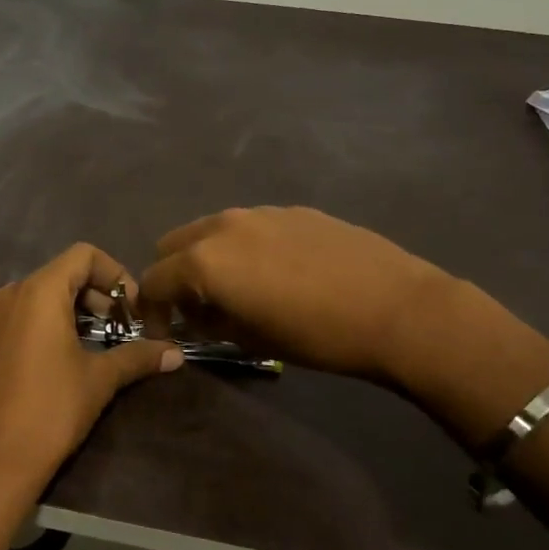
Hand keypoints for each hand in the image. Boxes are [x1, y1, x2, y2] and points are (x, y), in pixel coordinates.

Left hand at [0, 244, 180, 500]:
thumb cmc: (51, 409)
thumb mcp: (100, 379)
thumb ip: (138, 356)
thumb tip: (176, 353)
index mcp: (40, 290)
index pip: (84, 255)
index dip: (115, 273)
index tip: (133, 308)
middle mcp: (13, 292)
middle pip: (64, 271)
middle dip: (99, 293)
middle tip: (123, 327)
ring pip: (44, 291)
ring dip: (77, 307)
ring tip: (101, 340)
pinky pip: (26, 311)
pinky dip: (52, 319)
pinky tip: (69, 352)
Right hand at [138, 206, 457, 381]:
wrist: (396, 308)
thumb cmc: (317, 335)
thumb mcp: (252, 339)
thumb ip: (212, 321)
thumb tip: (201, 314)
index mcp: (205, 260)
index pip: (153, 280)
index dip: (152, 311)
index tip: (167, 332)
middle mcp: (224, 226)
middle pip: (172, 244)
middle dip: (173, 276)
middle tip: (198, 308)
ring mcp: (260, 212)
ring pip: (211, 230)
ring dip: (208, 258)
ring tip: (238, 289)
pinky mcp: (292, 210)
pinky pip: (249, 226)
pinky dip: (243, 247)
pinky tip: (278, 273)